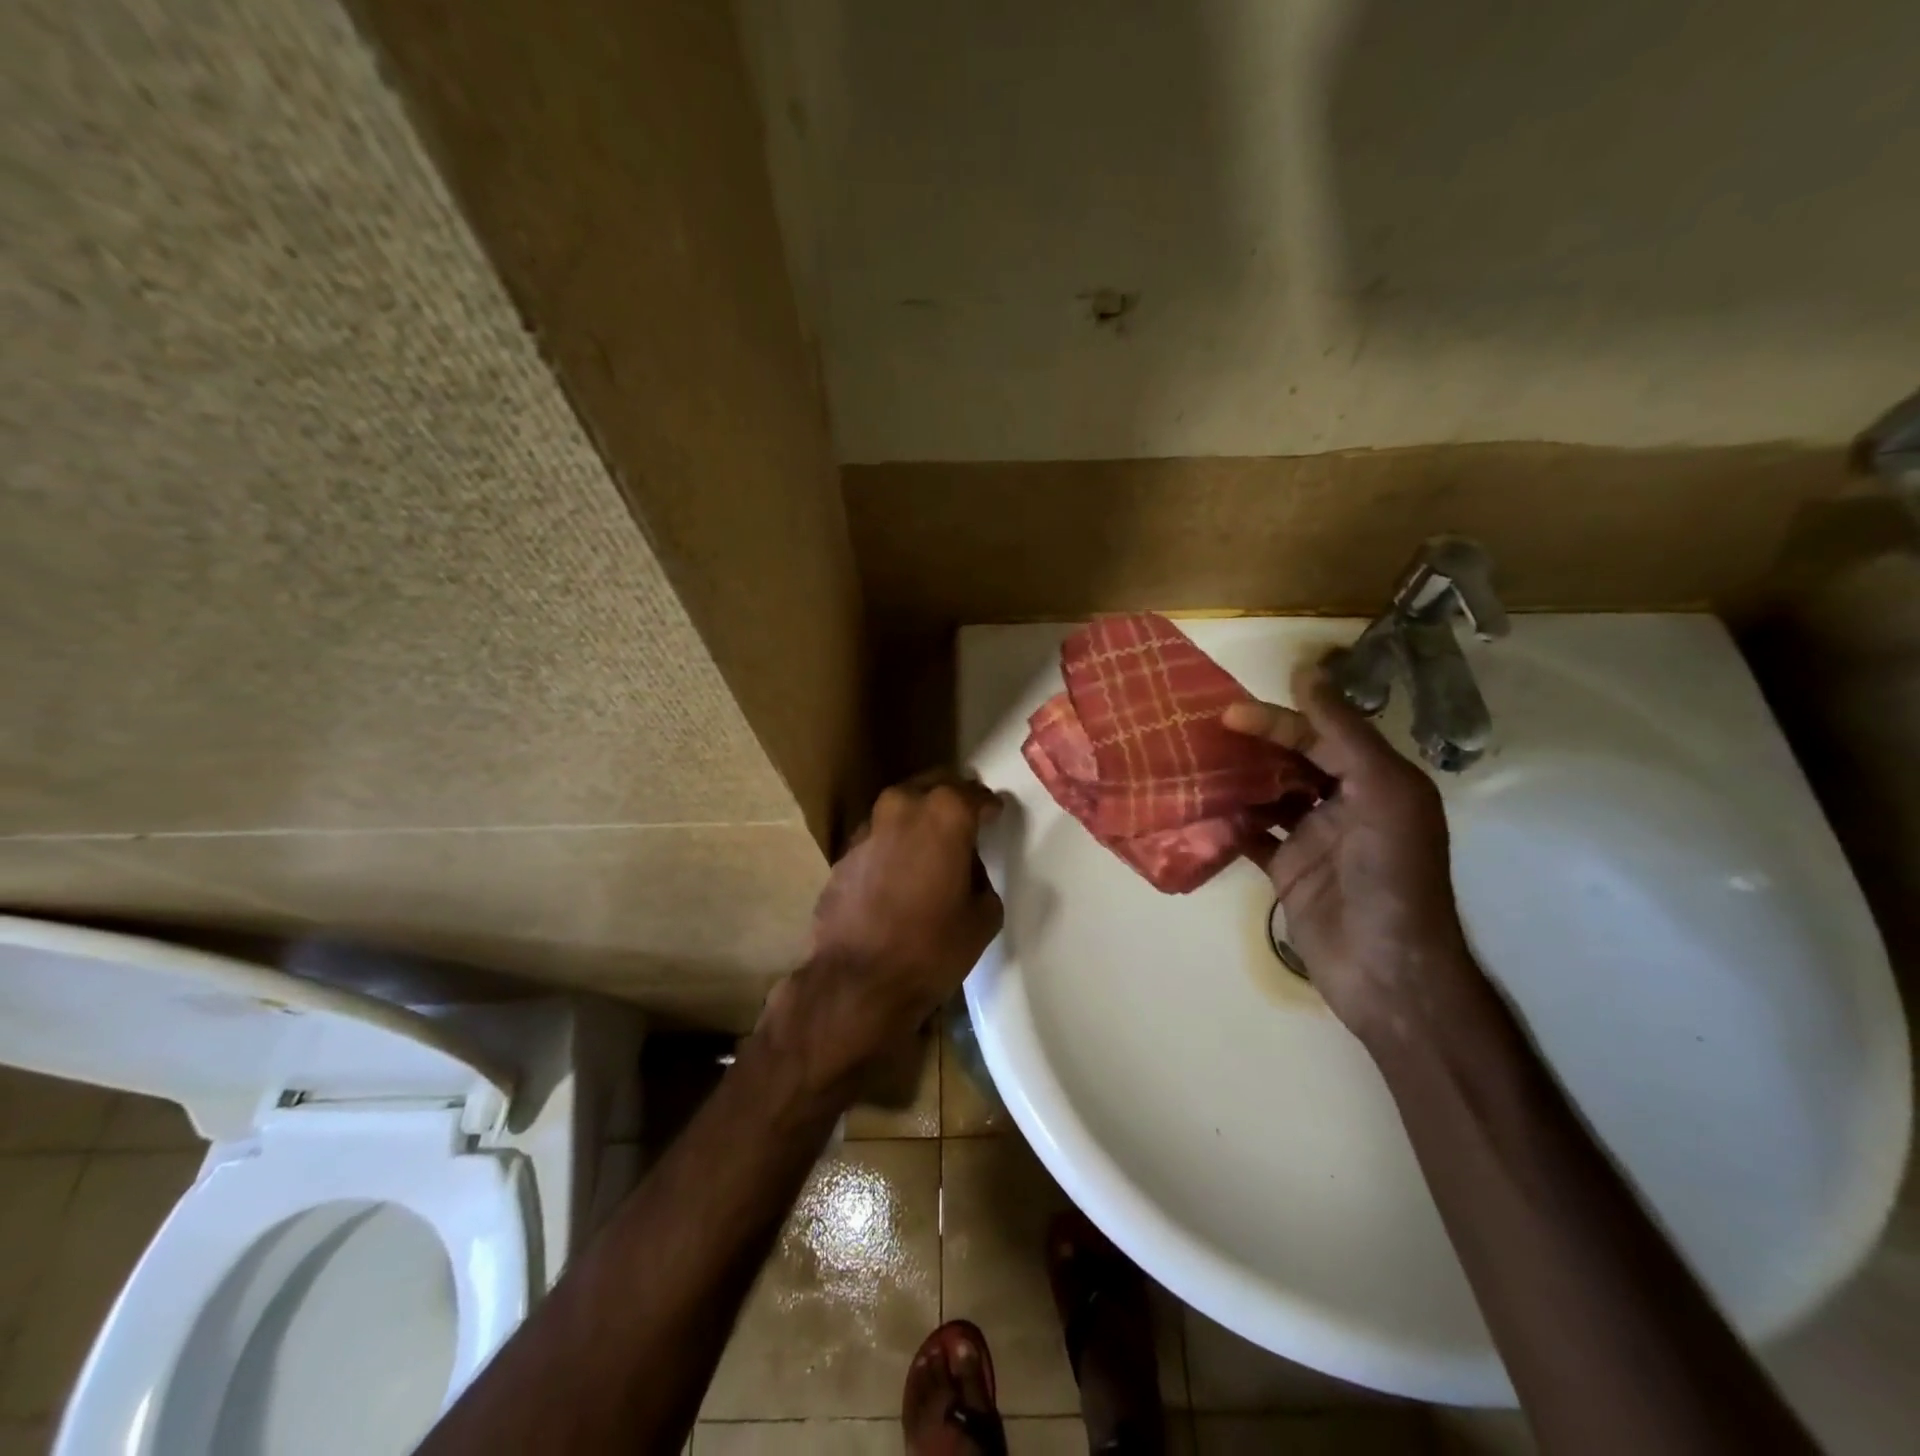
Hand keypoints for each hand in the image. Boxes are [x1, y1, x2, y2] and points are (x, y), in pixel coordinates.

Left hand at [776, 773, 1003, 1091]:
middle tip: (967, 818)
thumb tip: (966, 867)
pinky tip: (900, 871)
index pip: (976, 794)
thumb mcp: (983, 915)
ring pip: (902, 807)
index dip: (990, 806)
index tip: (996, 815)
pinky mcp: (844, 853)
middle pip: (935, 785)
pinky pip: (879, 837)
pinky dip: (894, 844)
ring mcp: (868, 828)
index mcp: (945, 813)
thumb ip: (981, 876)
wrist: (857, 982)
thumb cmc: (932, 948)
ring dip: (919, 818)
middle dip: (953, 797)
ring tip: (933, 844)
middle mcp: (903, 806)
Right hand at [1223, 665, 1477, 1041]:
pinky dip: (1227, 820)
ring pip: (1267, 794)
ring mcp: (1314, 838)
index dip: (1276, 720)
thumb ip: (1342, 732)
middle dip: (1251, 745)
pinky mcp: (1288, 869)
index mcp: (1376, 779)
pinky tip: (1197, 808)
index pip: (1319, 735)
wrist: (1386, 969)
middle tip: (1201, 733)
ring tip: (1191, 762)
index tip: (1228, 714)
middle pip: (1291, 760)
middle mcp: (1345, 803)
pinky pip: (1252, 834)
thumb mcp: (1380, 791)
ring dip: (1234, 779)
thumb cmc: (1390, 873)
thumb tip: (1306, 671)